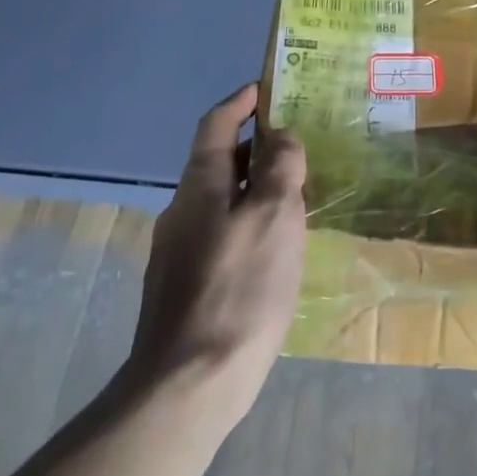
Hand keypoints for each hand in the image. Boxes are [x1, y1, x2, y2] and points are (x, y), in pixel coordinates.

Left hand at [124, 85, 306, 429]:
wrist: (187, 387)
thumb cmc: (238, 289)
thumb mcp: (274, 216)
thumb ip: (280, 167)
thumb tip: (282, 136)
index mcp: (200, 185)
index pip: (217, 124)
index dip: (241, 101)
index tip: (267, 87)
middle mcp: (182, 210)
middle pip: (219, 160)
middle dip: (255, 144)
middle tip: (298, 143)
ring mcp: (178, 251)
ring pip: (221, 199)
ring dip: (255, 185)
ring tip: (296, 192)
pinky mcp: (184, 286)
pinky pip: (221, 232)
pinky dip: (248, 220)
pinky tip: (274, 246)